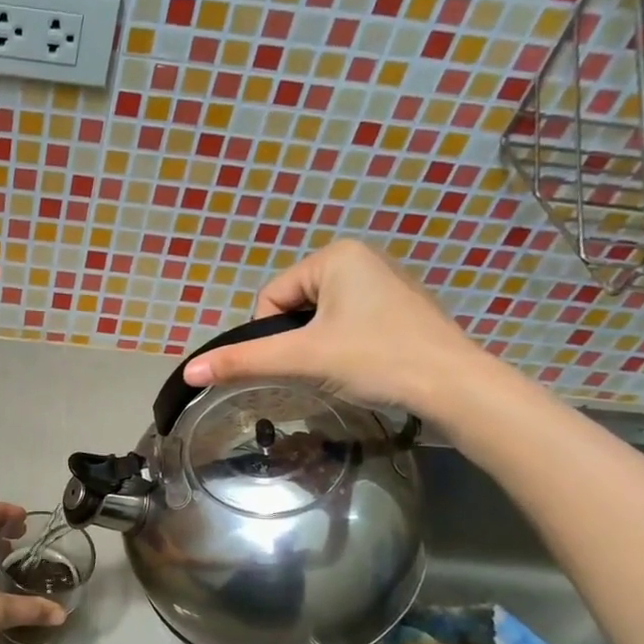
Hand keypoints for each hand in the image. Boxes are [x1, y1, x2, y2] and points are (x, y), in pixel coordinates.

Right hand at [182, 239, 486, 415]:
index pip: (272, 297)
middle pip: (295, 308)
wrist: (455, 388)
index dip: (273, 336)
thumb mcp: (303, 359)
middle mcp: (361, 258)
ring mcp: (385, 283)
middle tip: (323, 368)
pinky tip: (365, 366)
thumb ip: (243, 362)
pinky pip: (349, 325)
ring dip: (320, 348)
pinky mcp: (400, 309)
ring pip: (321, 320)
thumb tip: (188, 372)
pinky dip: (346, 348)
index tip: (300, 360)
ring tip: (345, 369)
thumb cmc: (377, 359)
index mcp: (336, 255)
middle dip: (299, 342)